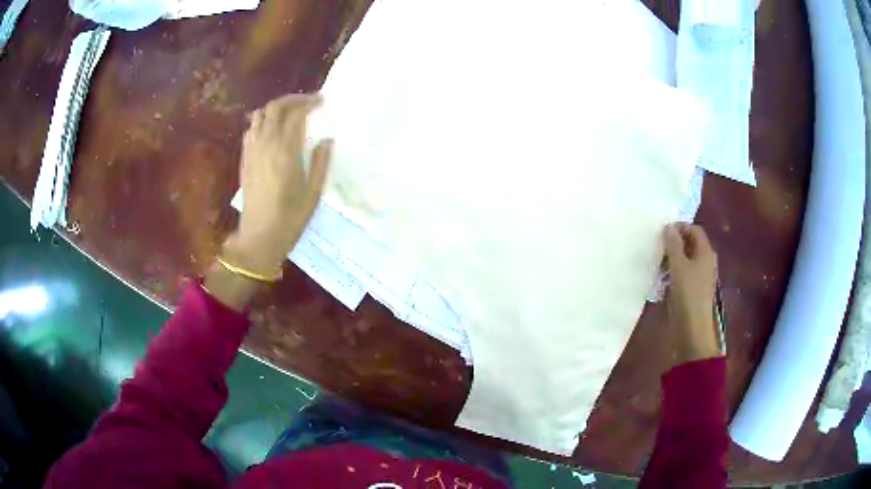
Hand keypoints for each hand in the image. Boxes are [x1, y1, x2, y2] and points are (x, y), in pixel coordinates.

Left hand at [223, 93, 332, 276]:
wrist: (259, 237)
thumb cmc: (290, 218)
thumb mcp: (314, 193)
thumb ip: (321, 162)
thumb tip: (326, 140)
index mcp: (286, 151)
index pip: (295, 114)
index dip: (309, 103)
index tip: (321, 101)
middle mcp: (266, 144)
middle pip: (274, 107)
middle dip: (292, 99)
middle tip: (307, 102)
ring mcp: (252, 150)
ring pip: (259, 115)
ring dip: (275, 108)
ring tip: (289, 113)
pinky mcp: (244, 159)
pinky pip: (251, 130)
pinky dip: (262, 122)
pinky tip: (272, 130)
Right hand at [663, 223, 721, 364]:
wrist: (692, 329)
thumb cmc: (687, 294)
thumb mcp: (678, 265)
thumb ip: (673, 244)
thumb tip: (668, 227)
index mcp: (706, 252)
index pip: (694, 230)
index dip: (679, 227)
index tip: (662, 233)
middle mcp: (706, 262)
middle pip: (690, 244)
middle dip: (674, 243)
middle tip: (658, 247)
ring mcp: (701, 277)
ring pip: (686, 260)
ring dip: (672, 259)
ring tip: (657, 263)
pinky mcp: (693, 291)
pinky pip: (684, 274)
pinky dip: (673, 273)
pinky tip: (661, 279)